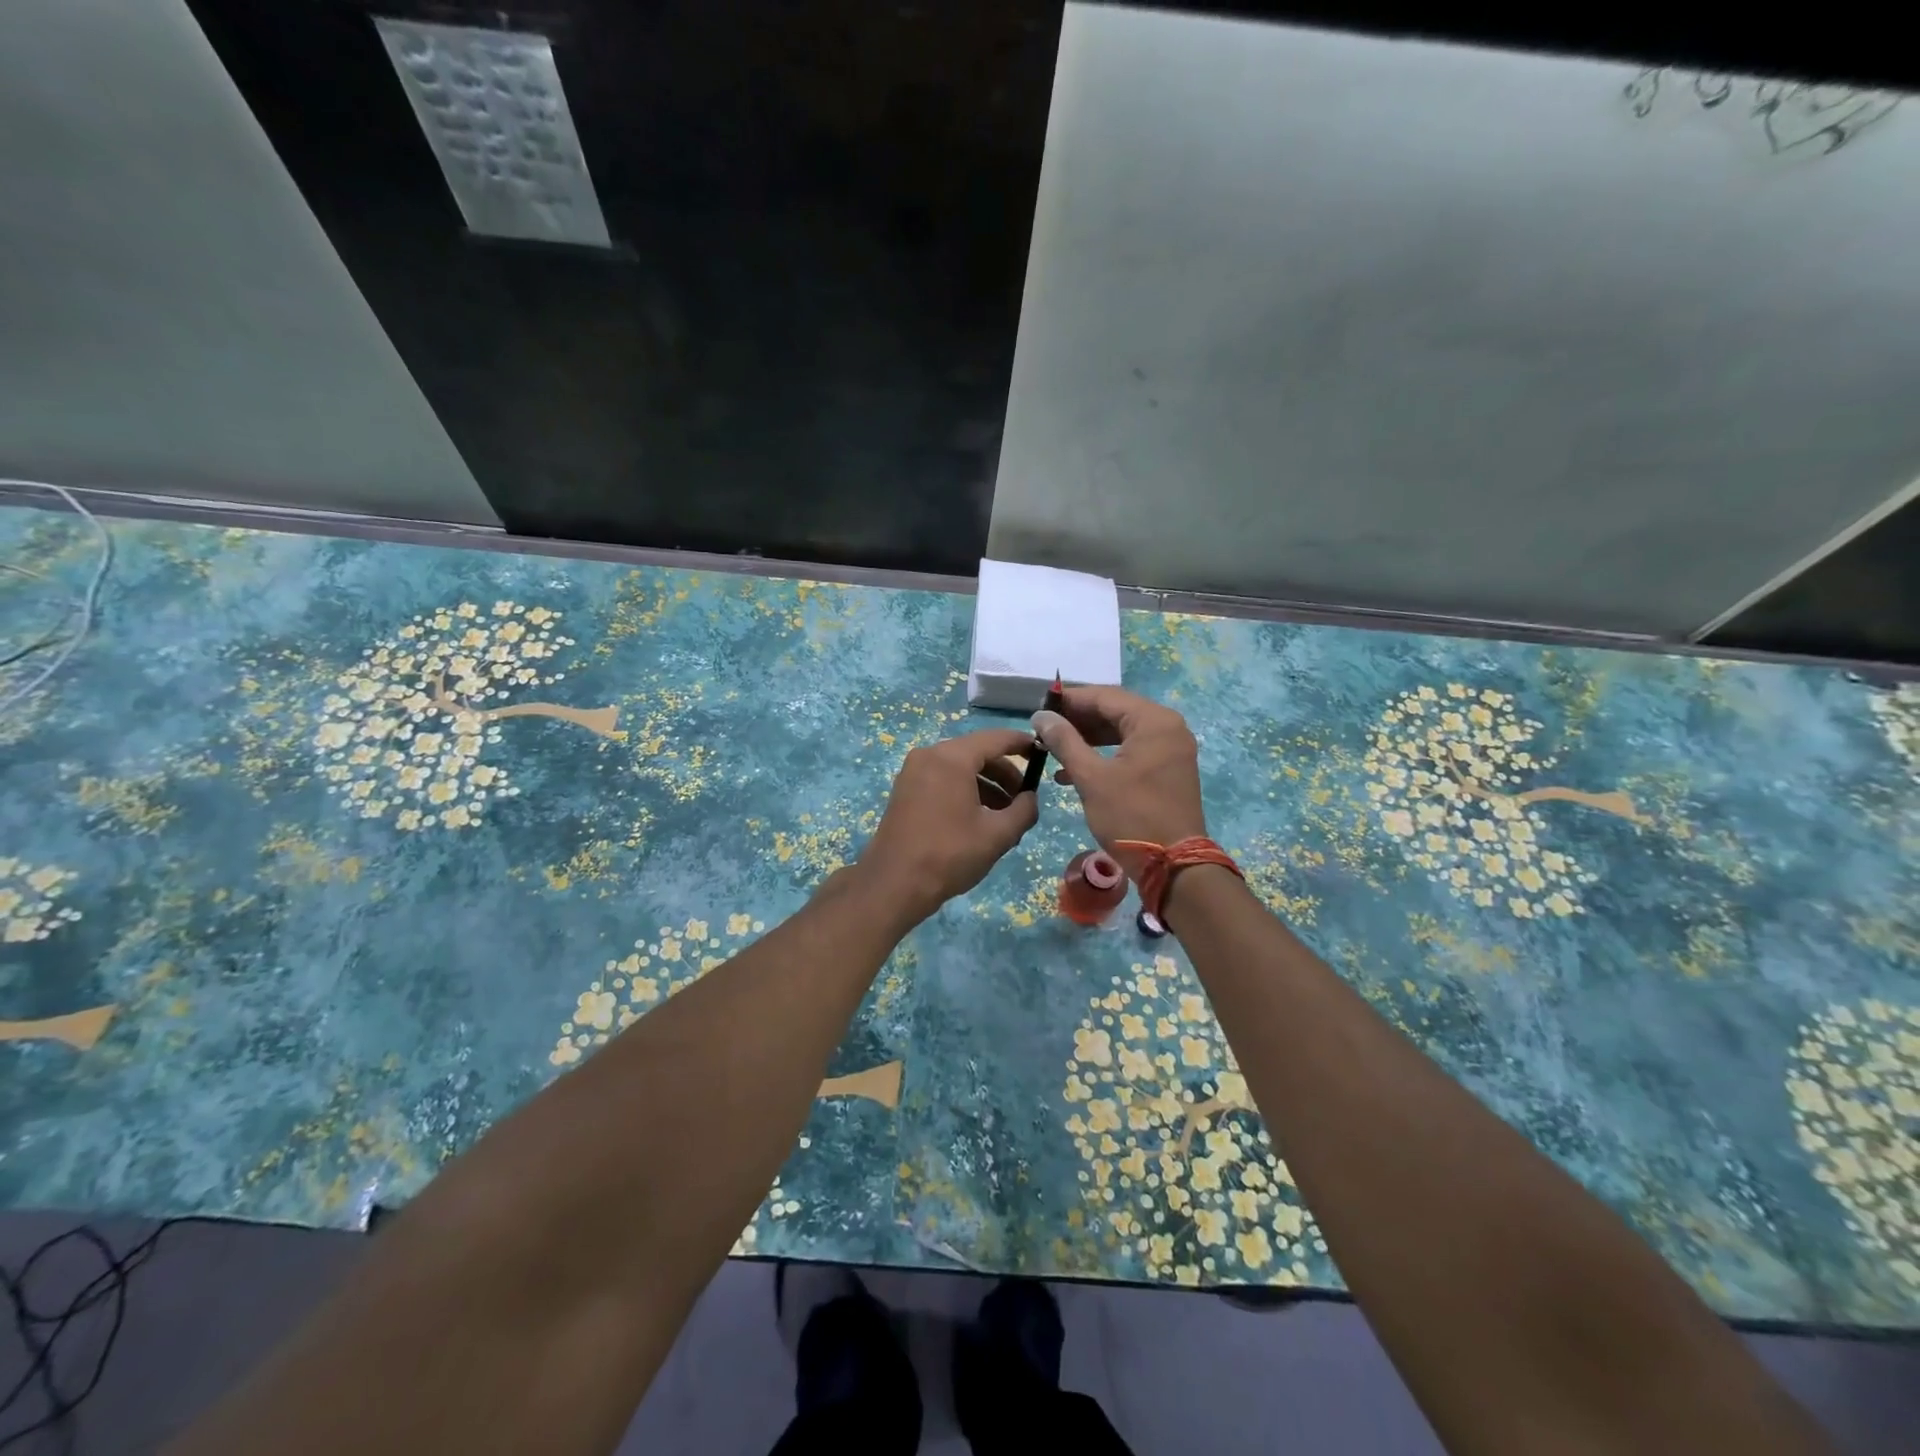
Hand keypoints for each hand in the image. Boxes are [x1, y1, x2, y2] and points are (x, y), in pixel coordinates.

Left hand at [855, 729, 1039, 922]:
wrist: (893, 884)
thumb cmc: (950, 855)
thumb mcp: (998, 834)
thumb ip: (1024, 810)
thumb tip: (1031, 798)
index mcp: (952, 758)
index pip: (996, 739)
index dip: (1022, 744)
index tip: (1043, 753)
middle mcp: (929, 755)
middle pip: (977, 752)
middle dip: (1005, 773)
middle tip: (1024, 798)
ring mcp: (913, 772)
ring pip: (960, 767)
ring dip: (986, 785)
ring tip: (1005, 816)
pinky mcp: (905, 790)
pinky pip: (943, 779)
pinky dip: (965, 791)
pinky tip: (979, 819)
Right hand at [1031, 687, 1206, 852]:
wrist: (1173, 866)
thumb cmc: (1131, 817)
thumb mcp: (1091, 778)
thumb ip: (1065, 741)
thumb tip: (1041, 716)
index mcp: (1154, 721)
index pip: (1105, 696)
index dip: (1070, 700)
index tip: (1039, 706)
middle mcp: (1168, 727)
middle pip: (1115, 711)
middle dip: (1078, 720)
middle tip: (1044, 728)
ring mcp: (1171, 749)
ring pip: (1121, 732)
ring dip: (1087, 739)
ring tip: (1053, 748)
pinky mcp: (1168, 769)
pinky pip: (1131, 750)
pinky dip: (1104, 756)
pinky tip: (1072, 771)